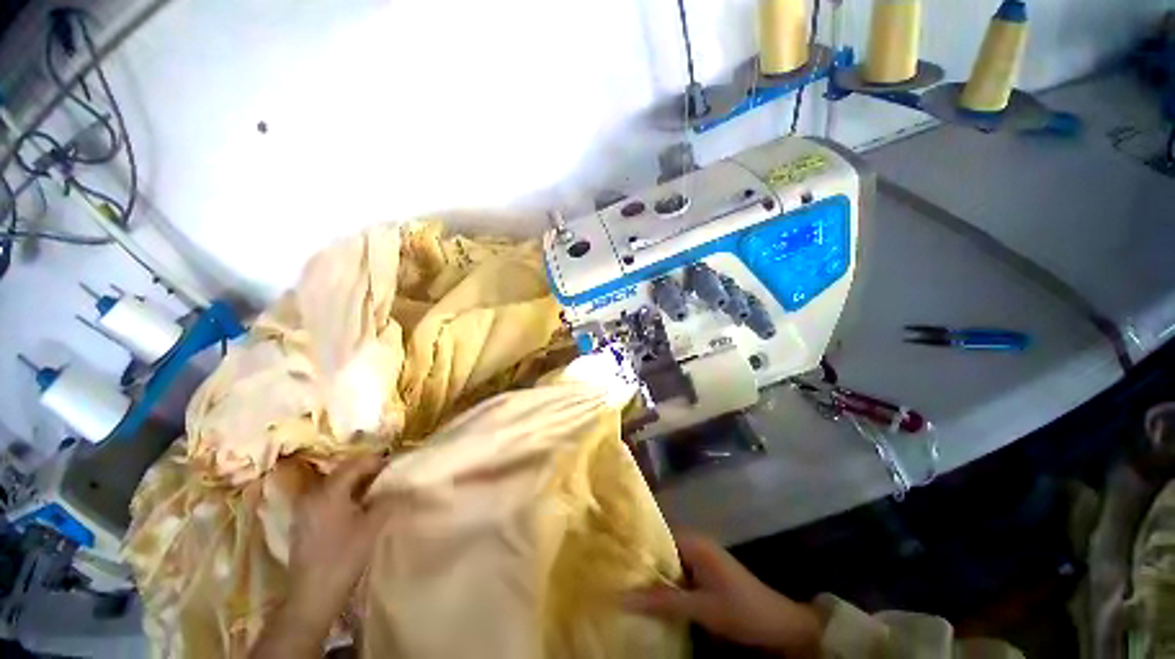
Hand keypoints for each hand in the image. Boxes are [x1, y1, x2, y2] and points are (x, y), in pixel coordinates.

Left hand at [252, 456, 394, 658]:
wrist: (313, 596)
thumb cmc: (344, 557)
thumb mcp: (372, 526)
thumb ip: (388, 500)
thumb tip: (401, 487)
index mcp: (328, 492)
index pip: (355, 464)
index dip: (376, 461)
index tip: (395, 463)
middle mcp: (312, 496)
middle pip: (342, 473)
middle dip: (366, 470)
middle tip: (388, 474)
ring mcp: (305, 510)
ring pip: (334, 486)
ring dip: (355, 483)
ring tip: (377, 488)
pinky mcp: (304, 523)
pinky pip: (327, 498)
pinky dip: (344, 495)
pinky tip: (358, 506)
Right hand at [624, 533, 823, 657]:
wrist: (780, 624)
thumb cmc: (740, 610)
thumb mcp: (700, 607)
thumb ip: (662, 601)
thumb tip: (622, 596)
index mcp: (694, 543)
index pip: (657, 534)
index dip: (636, 544)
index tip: (614, 553)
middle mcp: (696, 543)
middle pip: (661, 546)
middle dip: (642, 560)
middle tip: (616, 571)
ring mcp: (702, 558)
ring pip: (669, 560)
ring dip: (653, 572)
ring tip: (626, 582)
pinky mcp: (706, 572)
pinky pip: (679, 571)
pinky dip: (666, 581)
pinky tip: (651, 594)